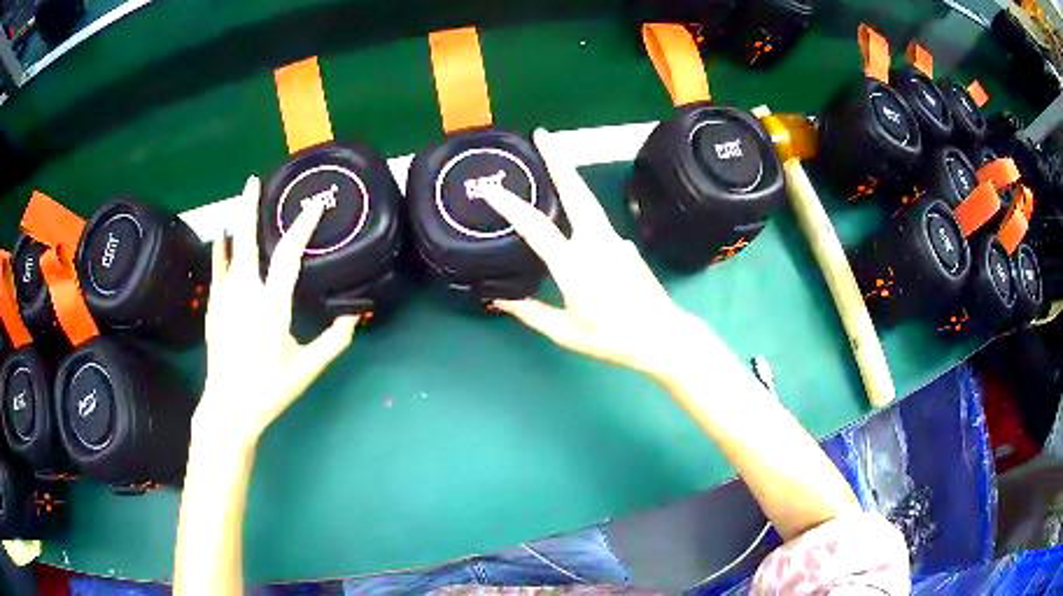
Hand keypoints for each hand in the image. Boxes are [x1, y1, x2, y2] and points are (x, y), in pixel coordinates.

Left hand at [193, 176, 357, 449]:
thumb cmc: (270, 389)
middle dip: (250, 207)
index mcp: (272, 306)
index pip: (289, 255)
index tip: (315, 204)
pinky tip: (221, 237)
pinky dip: (221, 250)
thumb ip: (334, 341)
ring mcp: (226, 298)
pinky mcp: (214, 307)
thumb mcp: (307, 368)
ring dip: (237, 223)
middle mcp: (246, 293)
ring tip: (242, 200)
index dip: (303, 225)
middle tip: (254, 180)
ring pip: (230, 251)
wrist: (229, 407)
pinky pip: (218, 269)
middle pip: (248, 240)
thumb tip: (356, 316)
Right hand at [482, 129, 709, 379]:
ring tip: (552, 157)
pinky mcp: (625, 244)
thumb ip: (531, 313)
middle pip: (575, 190)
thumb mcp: (566, 332)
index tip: (490, 187)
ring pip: (588, 199)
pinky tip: (571, 211)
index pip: (536, 226)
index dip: (510, 204)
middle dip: (557, 158)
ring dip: (569, 175)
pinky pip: (597, 219)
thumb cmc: (612, 338)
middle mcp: (595, 242)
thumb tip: (499, 299)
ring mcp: (614, 240)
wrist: (663, 336)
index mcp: (574, 265)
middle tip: (541, 134)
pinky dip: (580, 204)